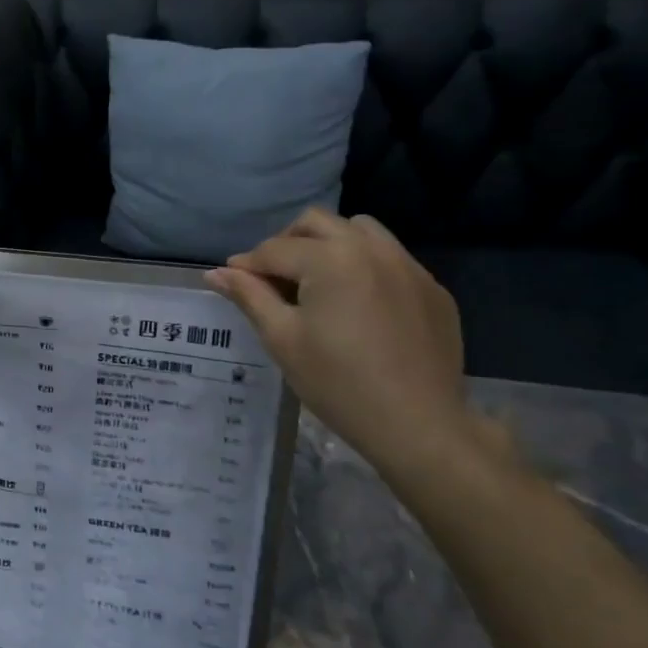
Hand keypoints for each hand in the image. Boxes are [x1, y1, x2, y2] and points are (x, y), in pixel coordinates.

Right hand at [207, 209, 473, 471]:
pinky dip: (364, 266)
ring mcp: (408, 265)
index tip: (232, 281)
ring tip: (316, 282)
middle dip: (286, 243)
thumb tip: (215, 273)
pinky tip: (357, 305)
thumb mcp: (282, 339)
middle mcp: (371, 248)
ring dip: (328, 244)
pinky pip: (390, 258)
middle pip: (316, 223)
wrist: (418, 424)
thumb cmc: (338, 383)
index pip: (275, 249)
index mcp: (331, 259)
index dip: (247, 265)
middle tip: (273, 279)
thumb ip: (250, 296)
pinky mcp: (431, 287)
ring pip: (359, 230)